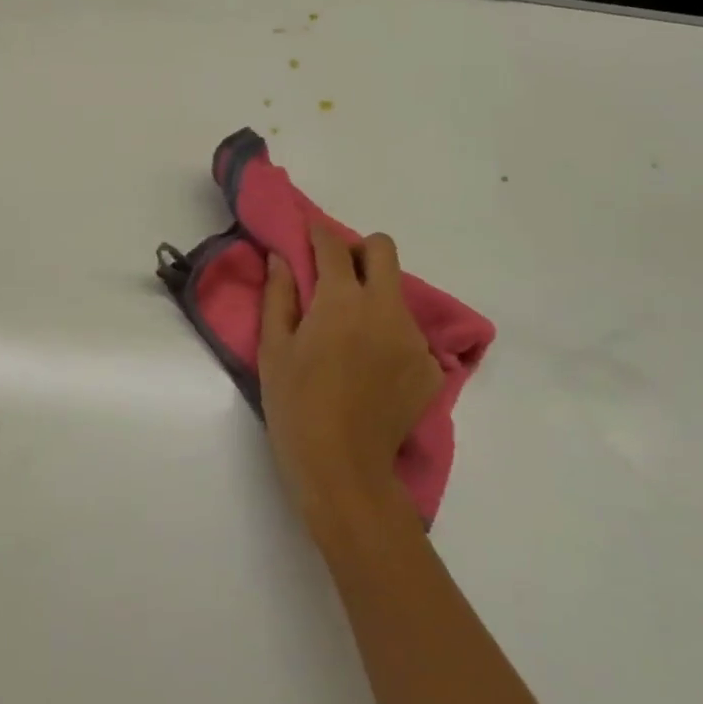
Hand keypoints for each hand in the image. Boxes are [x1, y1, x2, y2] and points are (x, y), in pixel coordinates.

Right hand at [259, 226, 442, 546]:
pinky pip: (408, 334)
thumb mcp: (273, 349)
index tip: (307, 235)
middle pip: (383, 250)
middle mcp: (386, 310)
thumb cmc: (295, 406)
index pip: (333, 246)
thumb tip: (281, 258)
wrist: (342, 469)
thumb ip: (279, 295)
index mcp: (342, 301)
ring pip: (396, 294)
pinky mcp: (429, 368)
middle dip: (358, 251)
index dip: (317, 234)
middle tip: (335, 275)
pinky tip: (369, 369)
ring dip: (372, 297)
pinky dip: (388, 337)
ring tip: (348, 333)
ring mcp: (413, 339)